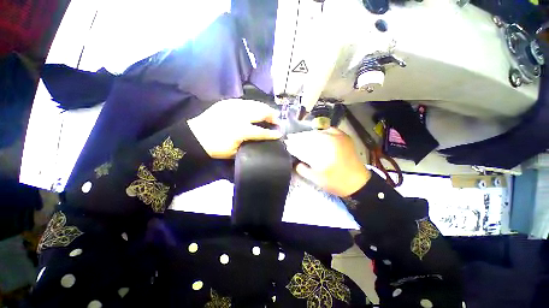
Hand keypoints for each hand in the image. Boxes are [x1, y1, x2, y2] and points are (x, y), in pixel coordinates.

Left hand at [188, 99, 281, 158]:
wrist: (195, 136)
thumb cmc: (216, 147)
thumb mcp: (234, 152)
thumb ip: (249, 145)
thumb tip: (260, 141)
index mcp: (241, 130)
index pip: (261, 131)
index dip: (272, 133)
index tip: (279, 134)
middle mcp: (239, 116)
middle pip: (261, 112)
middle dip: (271, 115)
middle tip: (277, 119)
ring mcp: (233, 106)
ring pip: (254, 104)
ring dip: (264, 108)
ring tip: (269, 112)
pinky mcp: (227, 102)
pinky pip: (244, 102)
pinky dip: (253, 105)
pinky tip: (255, 108)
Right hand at [285, 128, 370, 196]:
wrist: (357, 182)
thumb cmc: (336, 182)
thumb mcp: (316, 179)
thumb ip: (303, 170)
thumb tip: (294, 162)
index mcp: (322, 153)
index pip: (303, 146)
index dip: (293, 144)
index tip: (286, 143)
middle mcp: (330, 142)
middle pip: (309, 137)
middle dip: (298, 138)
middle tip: (290, 137)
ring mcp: (338, 138)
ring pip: (318, 132)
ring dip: (307, 134)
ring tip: (300, 135)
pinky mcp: (344, 137)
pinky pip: (330, 129)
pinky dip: (321, 130)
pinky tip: (316, 132)